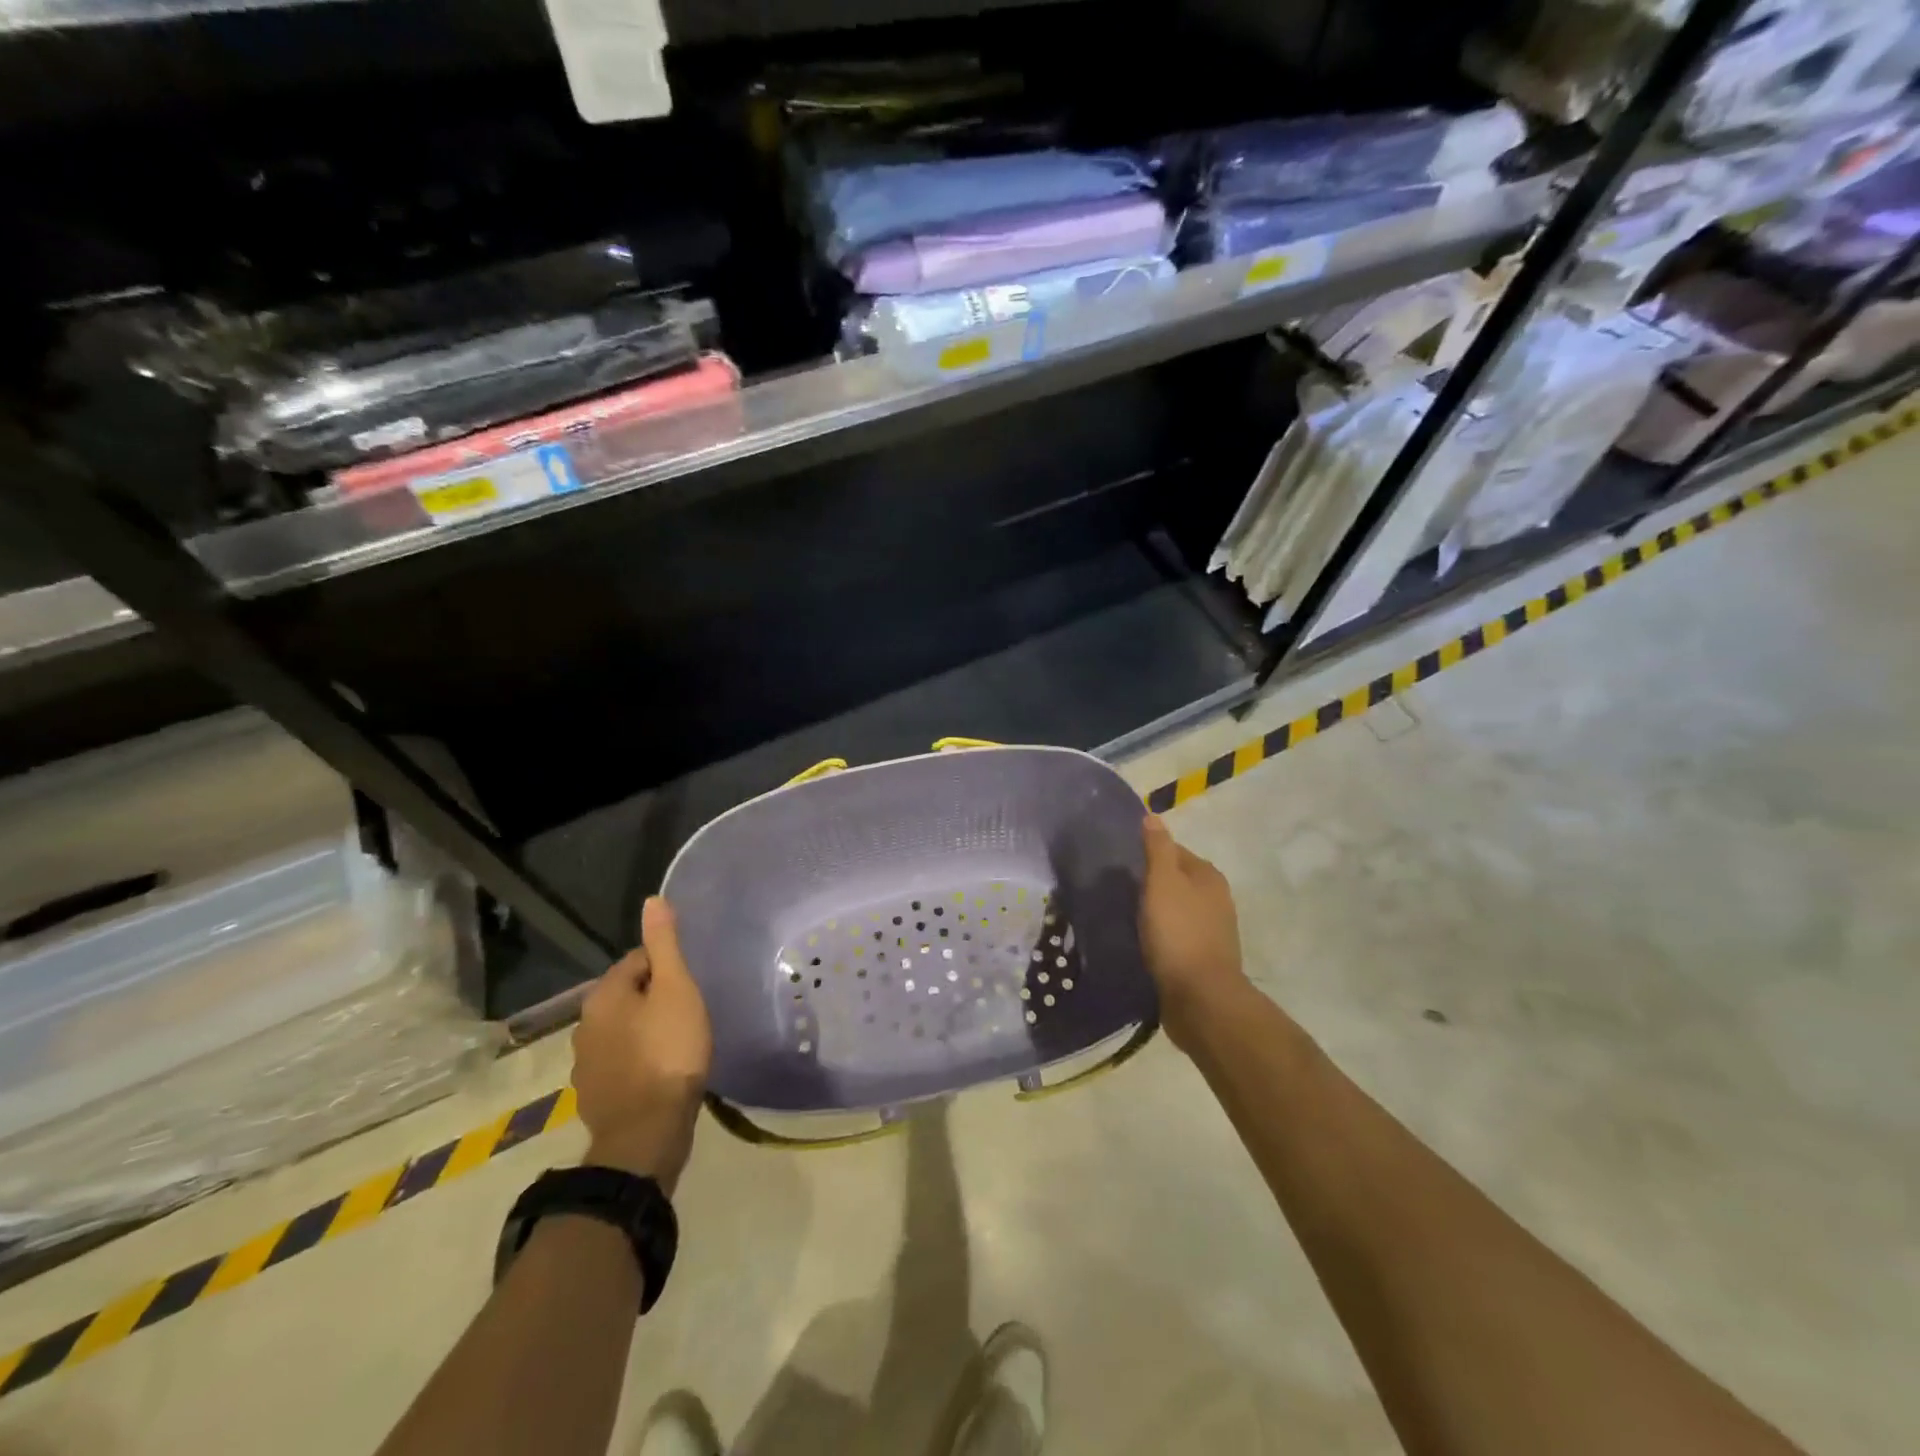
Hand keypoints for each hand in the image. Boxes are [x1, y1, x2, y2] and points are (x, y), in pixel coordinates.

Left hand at [571, 896, 712, 1192]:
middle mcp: (585, 1024)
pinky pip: (623, 1061)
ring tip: (681, 1041)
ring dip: (647, 1030)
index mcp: (603, 995)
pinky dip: (641, 1060)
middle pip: (630, 995)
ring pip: (625, 1029)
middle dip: (657, 998)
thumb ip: (664, 945)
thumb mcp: (676, 990)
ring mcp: (587, 1063)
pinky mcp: (597, 1094)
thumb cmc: (669, 1052)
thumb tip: (652, 899)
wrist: (646, 1134)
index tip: (692, 985)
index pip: (638, 960)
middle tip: (691, 1011)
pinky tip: (664, 1071)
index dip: (669, 968)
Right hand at [1139, 815, 1249, 1050]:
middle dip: (1149, 882)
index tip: (1119, 863)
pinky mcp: (1202, 958)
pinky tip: (1140, 941)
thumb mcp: (1162, 882)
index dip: (1146, 853)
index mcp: (1208, 876)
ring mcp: (1212, 930)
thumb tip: (1153, 815)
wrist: (1201, 999)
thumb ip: (1157, 849)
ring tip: (1123, 915)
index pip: (1173, 851)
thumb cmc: (1178, 933)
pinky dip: (1159, 935)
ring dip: (1154, 911)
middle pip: (1175, 880)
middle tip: (1117, 889)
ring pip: (1175, 909)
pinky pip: (1175, 936)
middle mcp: (1216, 898)